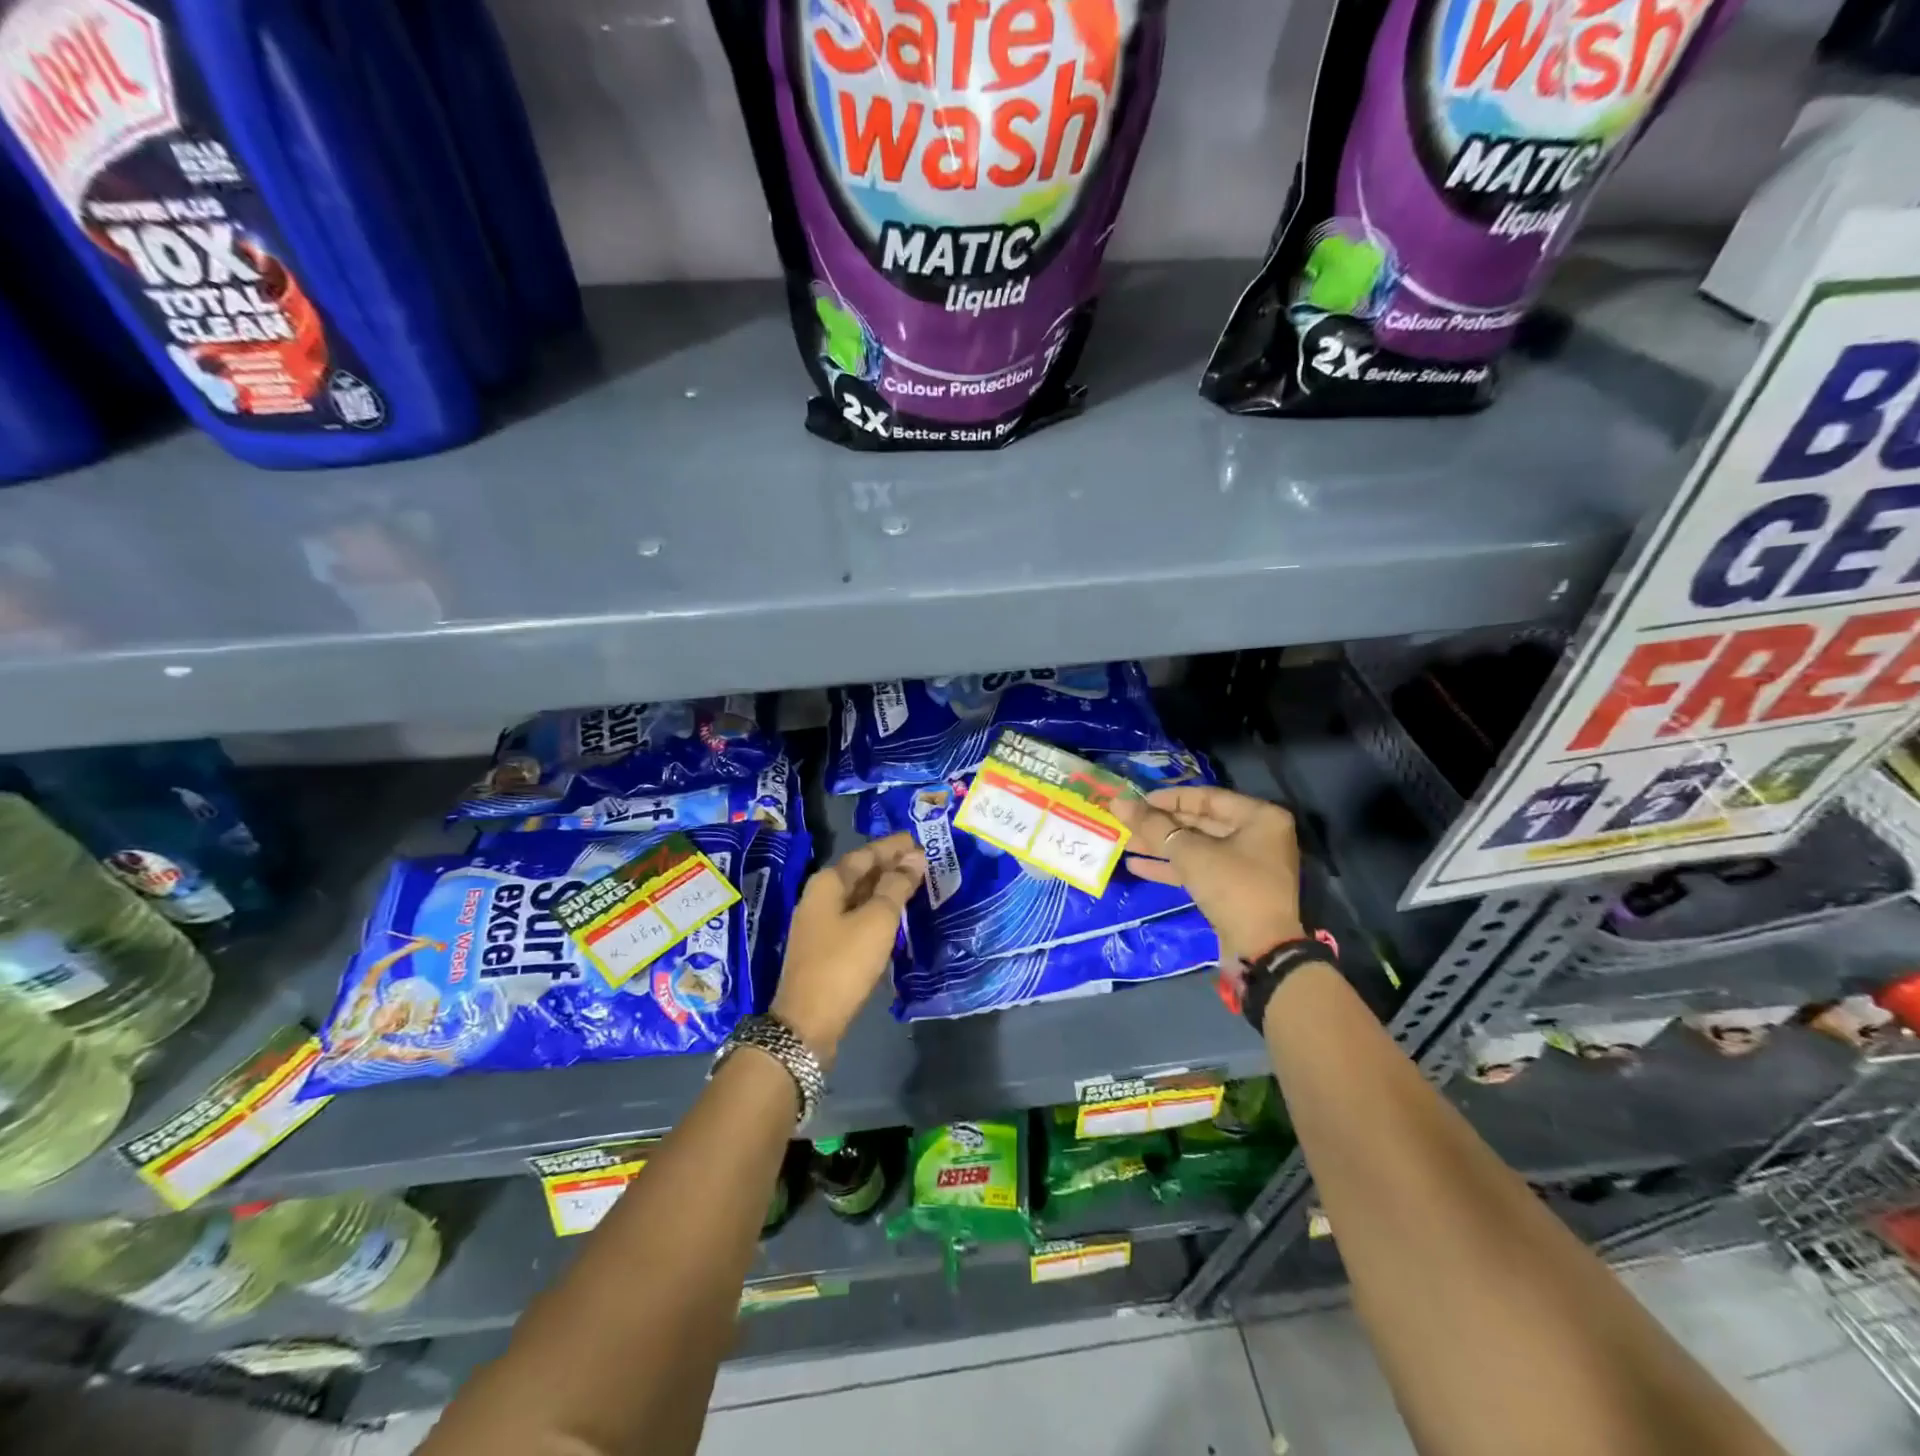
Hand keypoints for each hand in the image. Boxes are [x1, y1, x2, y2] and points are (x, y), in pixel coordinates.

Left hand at [771, 832, 924, 1065]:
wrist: (808, 1022)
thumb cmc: (844, 964)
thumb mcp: (877, 921)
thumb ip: (897, 886)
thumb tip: (915, 858)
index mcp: (828, 883)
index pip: (866, 853)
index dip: (893, 847)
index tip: (919, 840)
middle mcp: (820, 897)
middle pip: (860, 872)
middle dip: (890, 865)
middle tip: (923, 860)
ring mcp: (820, 923)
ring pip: (858, 895)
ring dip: (885, 888)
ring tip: (915, 883)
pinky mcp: (826, 946)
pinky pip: (856, 915)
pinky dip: (877, 909)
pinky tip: (895, 915)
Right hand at [1111, 785, 1304, 963]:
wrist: (1260, 950)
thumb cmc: (1232, 888)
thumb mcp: (1190, 853)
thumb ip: (1153, 826)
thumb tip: (1118, 802)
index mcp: (1259, 817)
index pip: (1207, 797)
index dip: (1168, 799)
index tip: (1137, 801)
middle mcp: (1257, 835)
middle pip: (1200, 822)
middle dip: (1160, 825)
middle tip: (1126, 822)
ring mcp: (1246, 864)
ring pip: (1196, 847)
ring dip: (1160, 847)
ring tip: (1124, 843)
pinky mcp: (1234, 888)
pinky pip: (1200, 869)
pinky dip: (1172, 867)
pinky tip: (1137, 866)